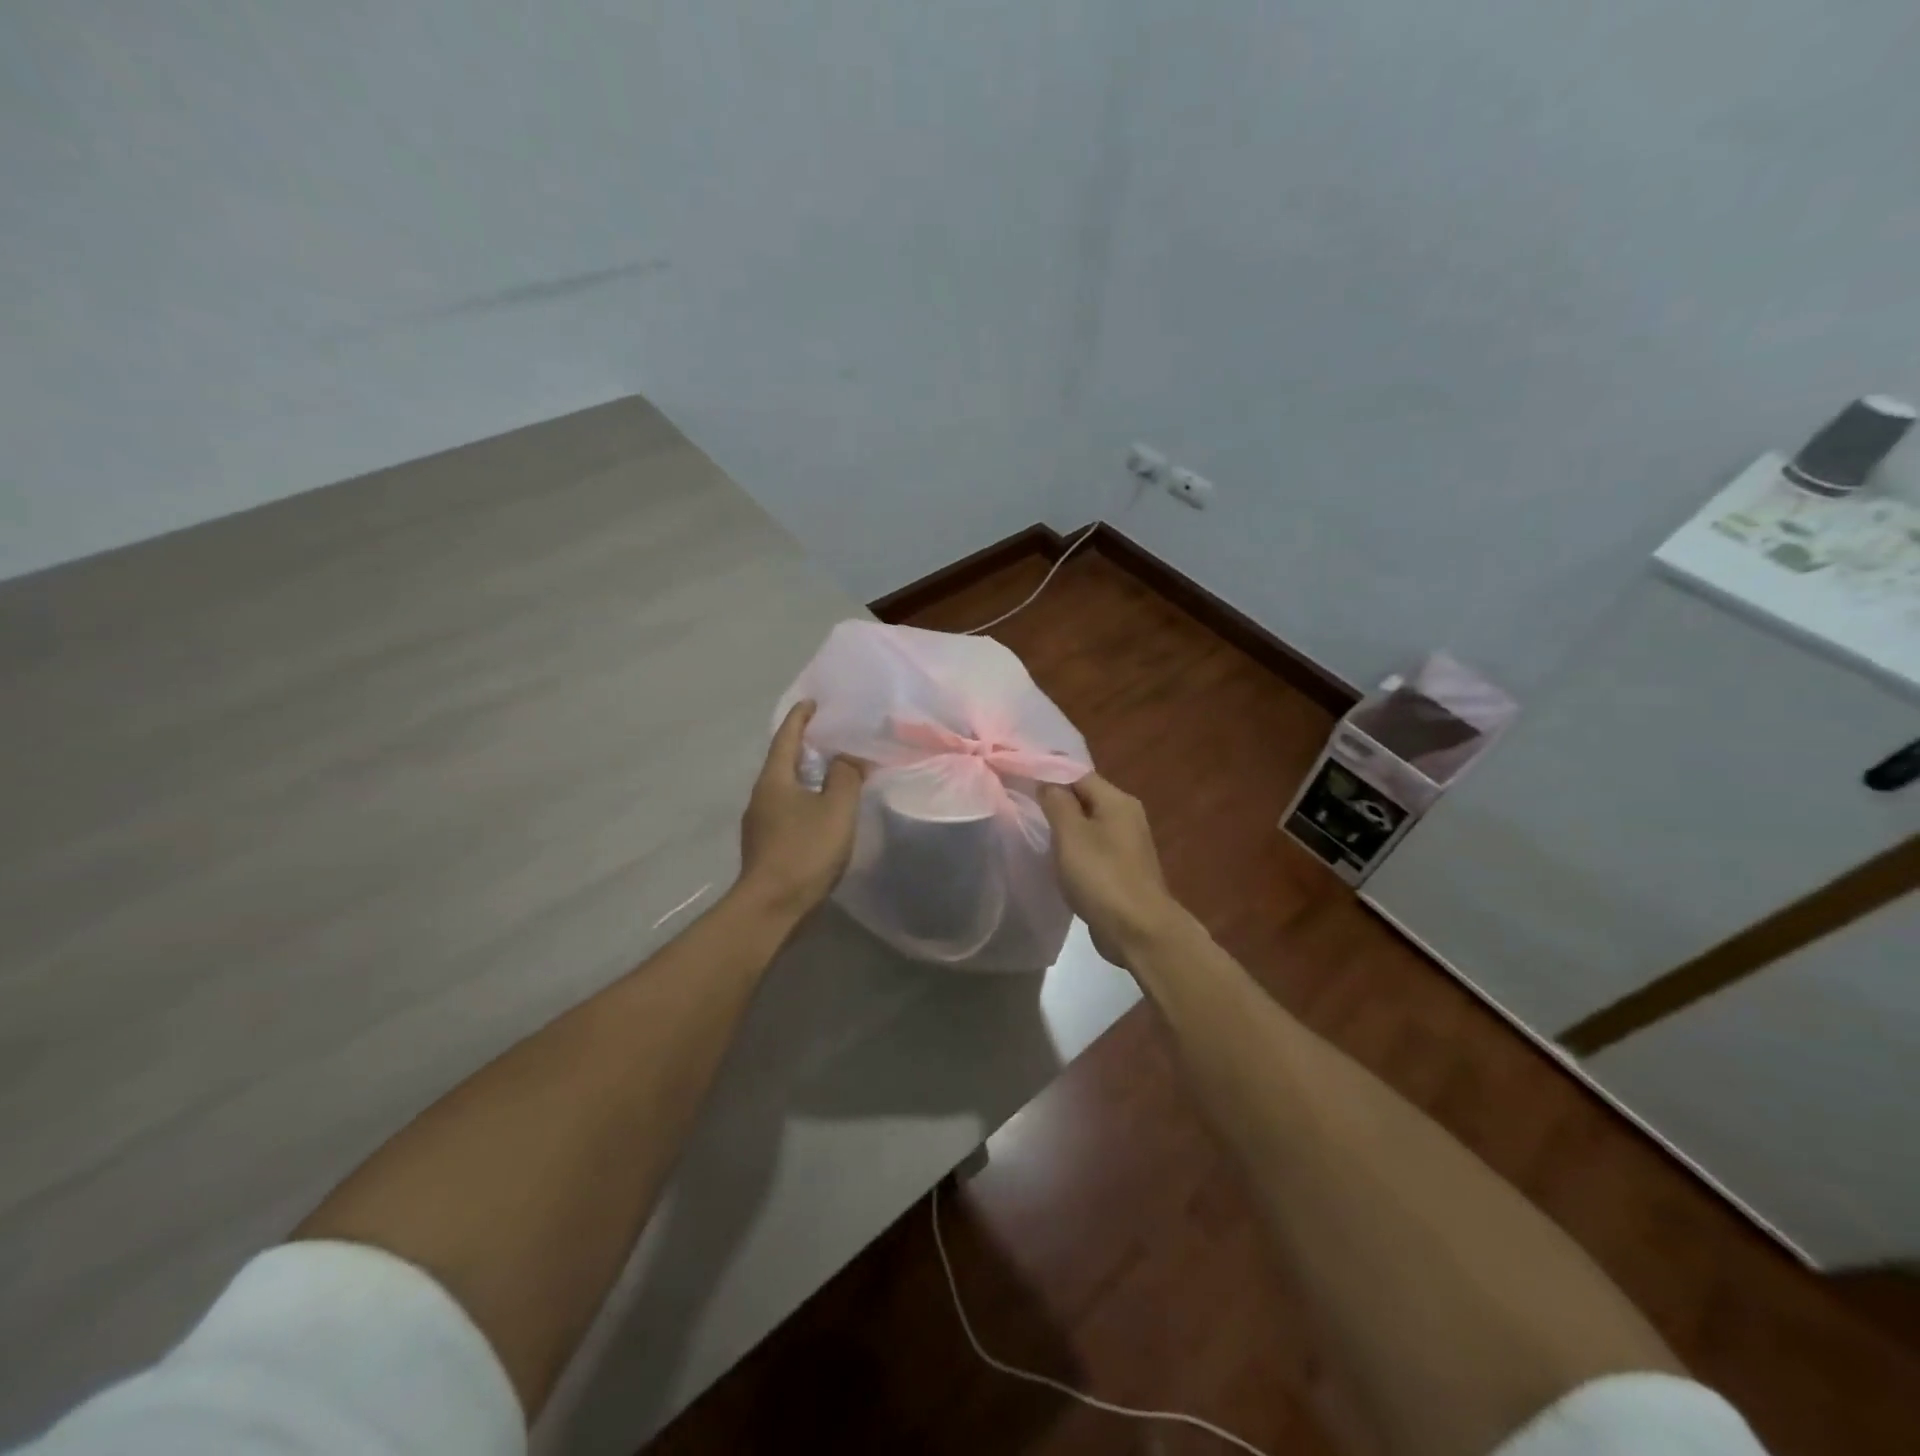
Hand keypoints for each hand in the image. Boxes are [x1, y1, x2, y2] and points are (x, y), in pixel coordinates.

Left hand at [736, 701, 864, 920]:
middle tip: (833, 736)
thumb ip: (845, 776)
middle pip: (784, 761)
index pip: (786, 737)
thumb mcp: (836, 809)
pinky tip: (824, 810)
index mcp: (774, 780)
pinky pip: (789, 810)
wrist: (772, 907)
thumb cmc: (804, 851)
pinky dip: (807, 800)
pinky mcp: (767, 845)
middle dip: (806, 746)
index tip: (813, 702)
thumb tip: (847, 756)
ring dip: (808, 775)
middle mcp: (761, 796)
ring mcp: (761, 823)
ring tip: (834, 771)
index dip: (800, 718)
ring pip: (786, 788)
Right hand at [1038, 773, 1187, 968]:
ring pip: (1087, 825)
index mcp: (1117, 801)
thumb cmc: (1102, 876)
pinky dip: (1073, 850)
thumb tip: (1046, 782)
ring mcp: (1126, 845)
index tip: (1018, 779)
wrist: (1139, 930)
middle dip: (1054, 801)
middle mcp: (1126, 816)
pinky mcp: (1121, 870)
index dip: (1048, 774)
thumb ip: (1056, 802)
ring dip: (1063, 828)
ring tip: (1032, 830)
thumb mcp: (1071, 834)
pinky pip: (1092, 849)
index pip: (1078, 774)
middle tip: (1020, 805)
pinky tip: (1054, 859)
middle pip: (1084, 798)